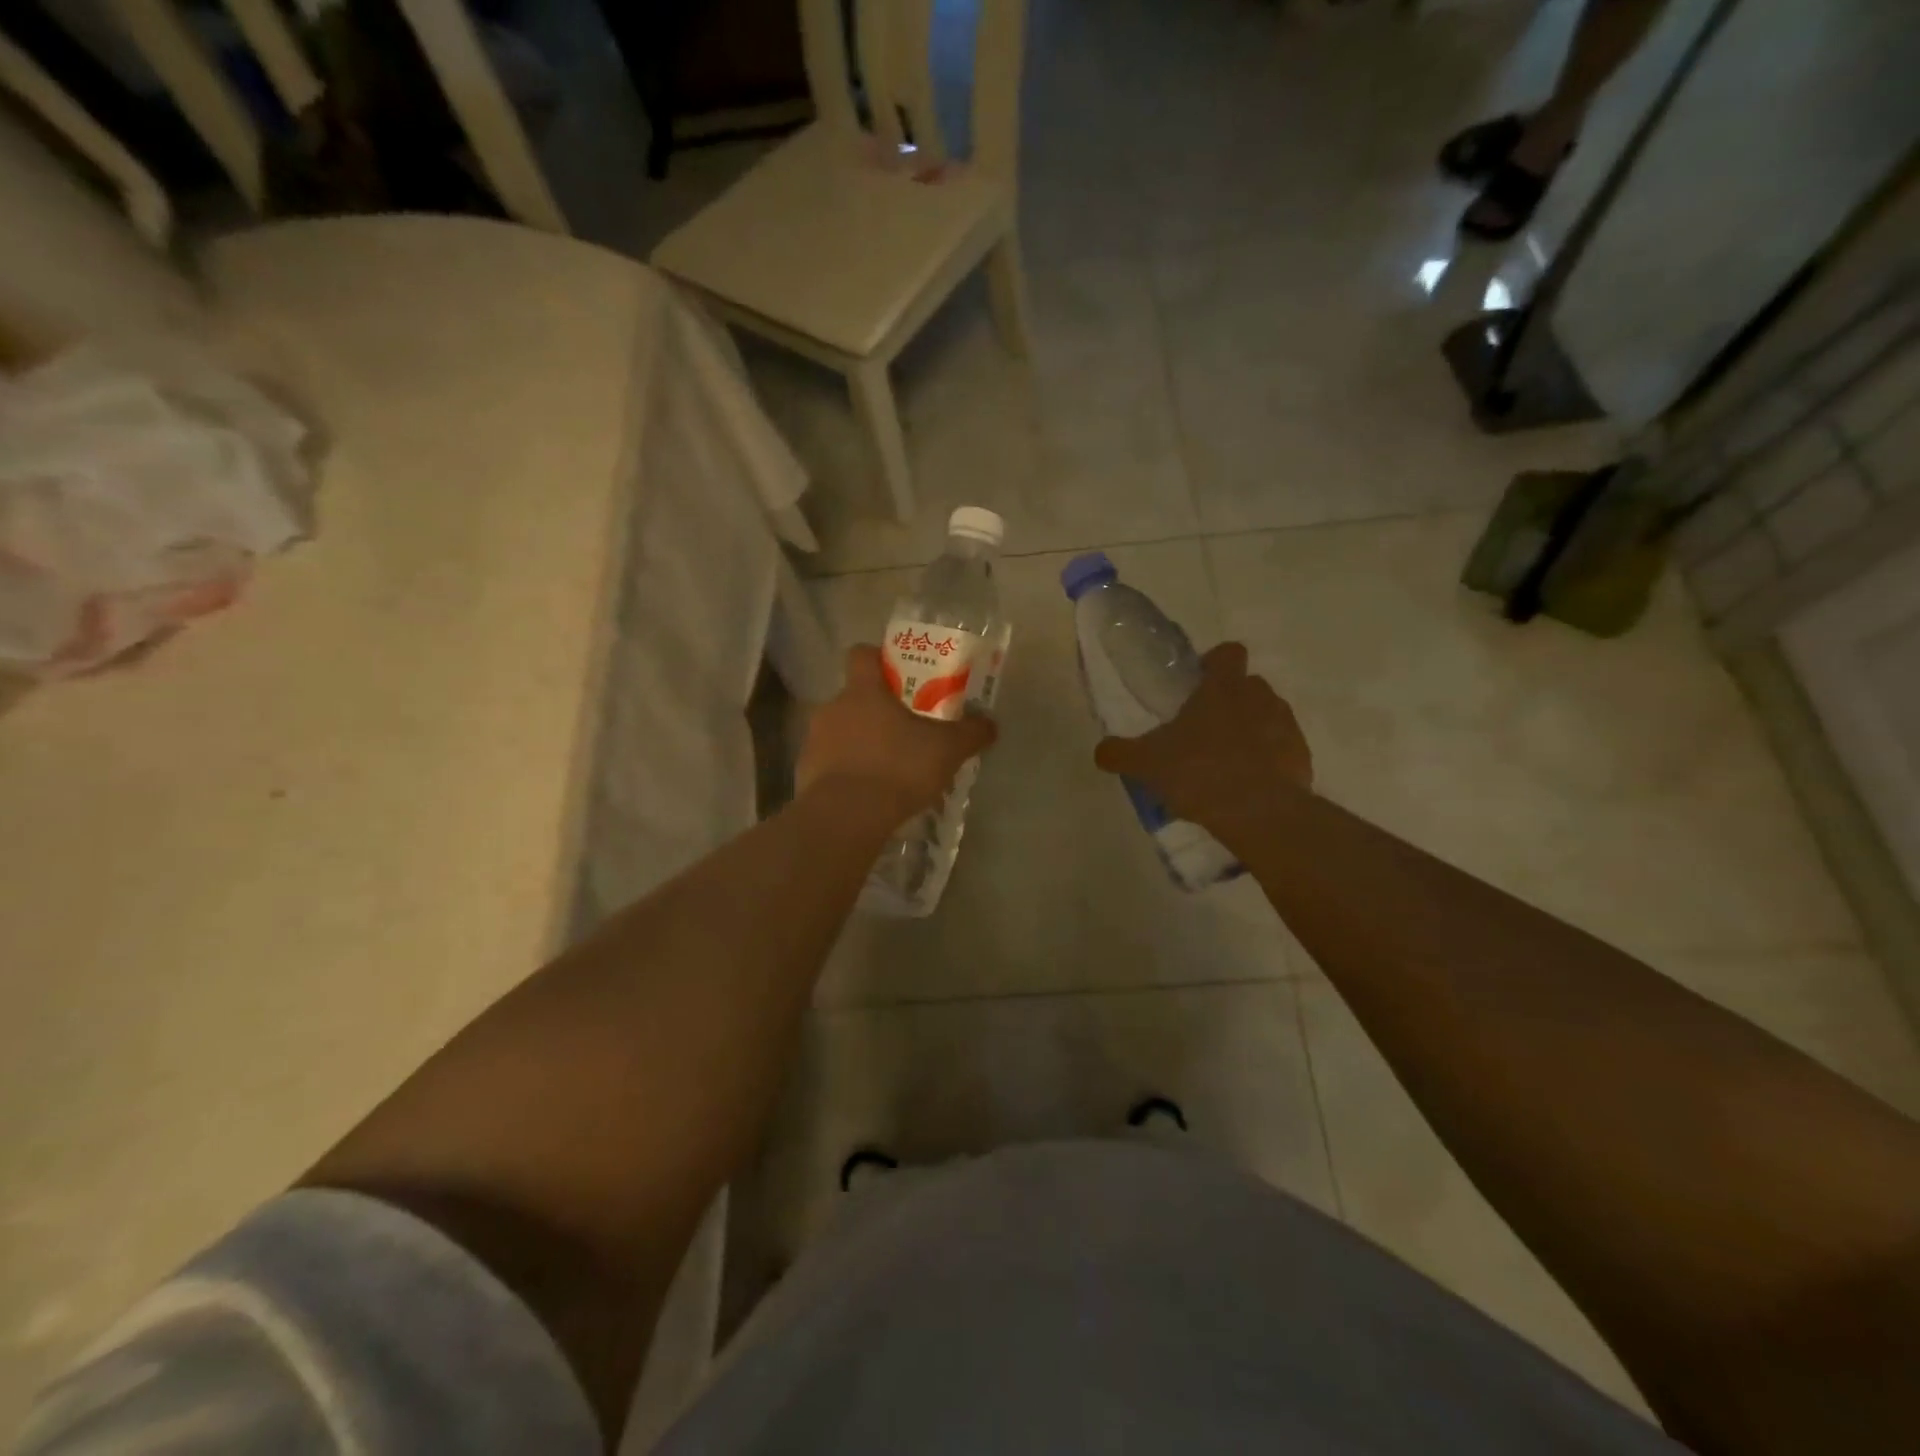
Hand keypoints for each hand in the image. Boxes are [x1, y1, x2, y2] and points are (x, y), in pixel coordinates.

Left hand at [798, 645, 997, 825]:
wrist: (845, 817)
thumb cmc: (898, 768)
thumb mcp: (947, 750)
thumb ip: (971, 733)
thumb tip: (990, 724)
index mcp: (863, 690)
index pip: (862, 654)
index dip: (879, 658)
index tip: (899, 674)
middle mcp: (833, 707)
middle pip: (854, 697)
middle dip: (877, 710)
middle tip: (905, 729)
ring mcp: (814, 740)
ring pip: (841, 731)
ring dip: (861, 742)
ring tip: (889, 766)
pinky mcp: (805, 773)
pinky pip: (830, 763)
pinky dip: (847, 772)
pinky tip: (869, 793)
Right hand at [1093, 642, 1311, 845]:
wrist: (1259, 813)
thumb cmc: (1199, 772)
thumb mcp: (1146, 763)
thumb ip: (1120, 753)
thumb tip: (1101, 751)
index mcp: (1223, 687)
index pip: (1228, 653)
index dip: (1213, 663)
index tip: (1197, 683)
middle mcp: (1260, 697)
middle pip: (1247, 685)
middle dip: (1229, 701)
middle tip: (1203, 730)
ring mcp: (1286, 727)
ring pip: (1267, 717)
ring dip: (1250, 731)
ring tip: (1225, 763)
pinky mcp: (1302, 758)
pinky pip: (1282, 750)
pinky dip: (1267, 761)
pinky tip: (1247, 786)